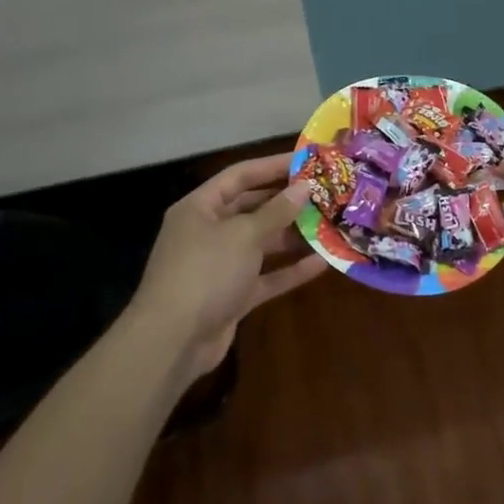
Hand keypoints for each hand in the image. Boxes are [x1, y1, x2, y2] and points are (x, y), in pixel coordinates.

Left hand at [128, 154, 323, 380]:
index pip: (240, 176)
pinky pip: (266, 276)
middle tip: (324, 193)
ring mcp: (220, 266)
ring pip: (262, 244)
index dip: (273, 166)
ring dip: (293, 236)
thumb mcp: (243, 235)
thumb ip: (276, 211)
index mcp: (200, 207)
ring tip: (330, 224)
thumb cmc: (205, 272)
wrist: (172, 342)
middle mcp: (208, 232)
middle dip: (287, 202)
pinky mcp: (232, 296)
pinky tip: (322, 262)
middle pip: (252, 208)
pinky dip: (290, 269)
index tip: (307, 161)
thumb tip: (303, 188)